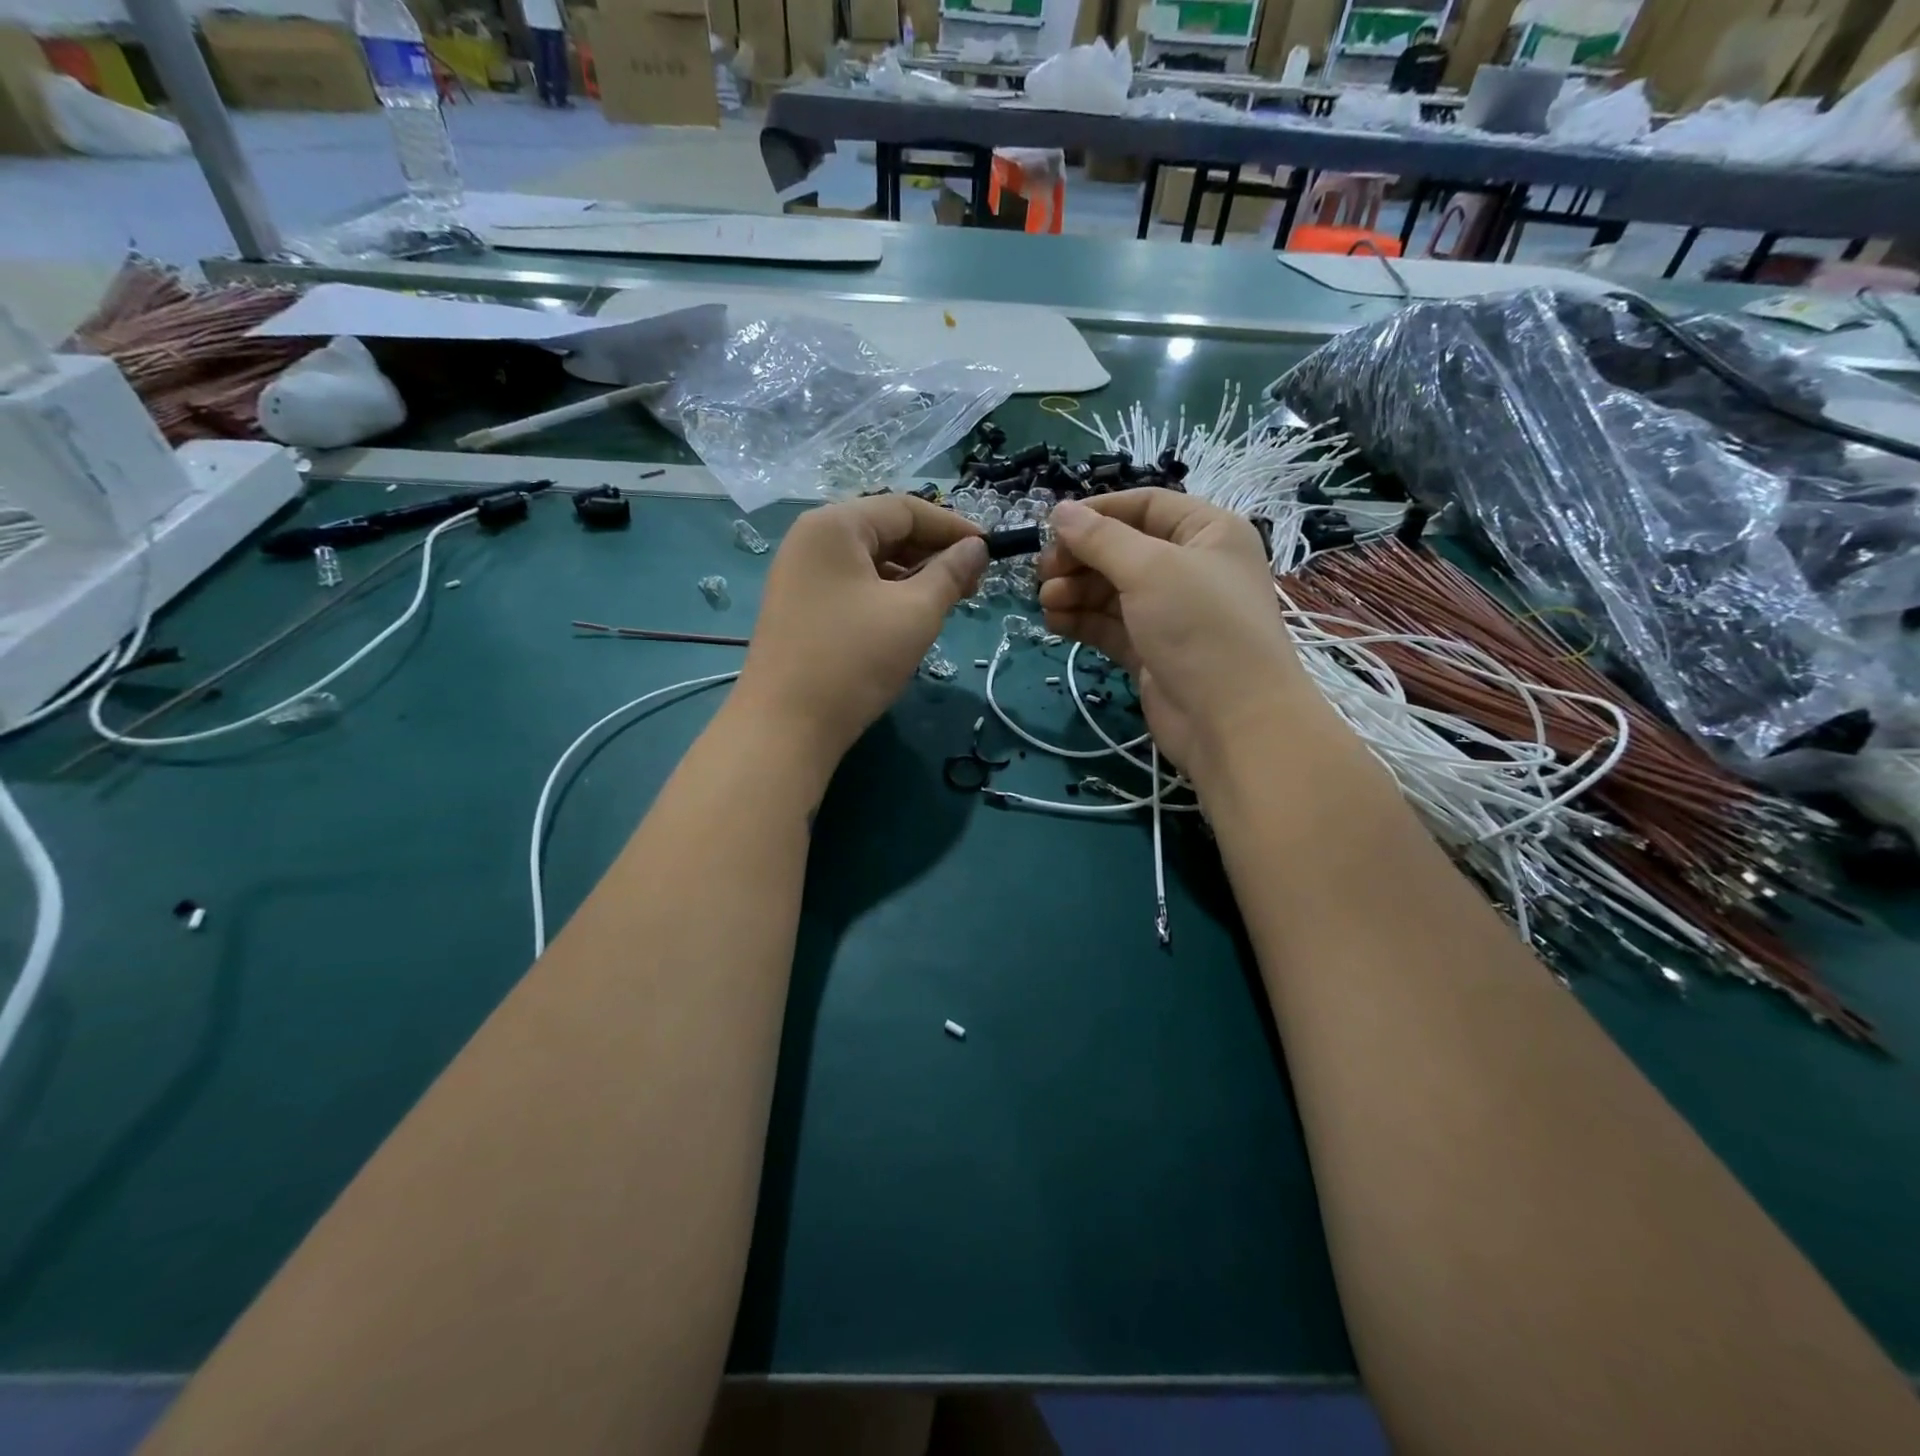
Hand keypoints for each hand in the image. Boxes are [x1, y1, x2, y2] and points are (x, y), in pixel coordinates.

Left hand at [733, 494, 985, 769]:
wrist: (785, 727)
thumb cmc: (854, 660)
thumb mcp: (915, 613)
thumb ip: (950, 573)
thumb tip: (976, 548)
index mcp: (834, 525)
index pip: (905, 509)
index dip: (953, 527)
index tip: (990, 552)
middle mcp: (810, 539)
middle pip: (884, 531)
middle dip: (932, 553)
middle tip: (972, 584)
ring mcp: (800, 575)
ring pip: (869, 562)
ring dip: (912, 577)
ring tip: (946, 604)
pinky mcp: (799, 607)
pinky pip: (852, 586)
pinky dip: (885, 595)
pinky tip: (908, 619)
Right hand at [1037, 492, 1306, 782]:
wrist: (1232, 721)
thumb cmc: (1200, 627)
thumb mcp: (1150, 569)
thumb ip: (1100, 539)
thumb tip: (1059, 511)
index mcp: (1207, 533)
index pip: (1146, 506)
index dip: (1098, 512)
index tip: (1052, 525)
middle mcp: (1191, 568)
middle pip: (1123, 550)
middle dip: (1080, 558)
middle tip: (1043, 572)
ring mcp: (1171, 613)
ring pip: (1112, 591)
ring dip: (1075, 591)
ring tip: (1045, 601)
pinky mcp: (1152, 651)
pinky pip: (1110, 626)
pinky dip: (1082, 621)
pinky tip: (1054, 622)